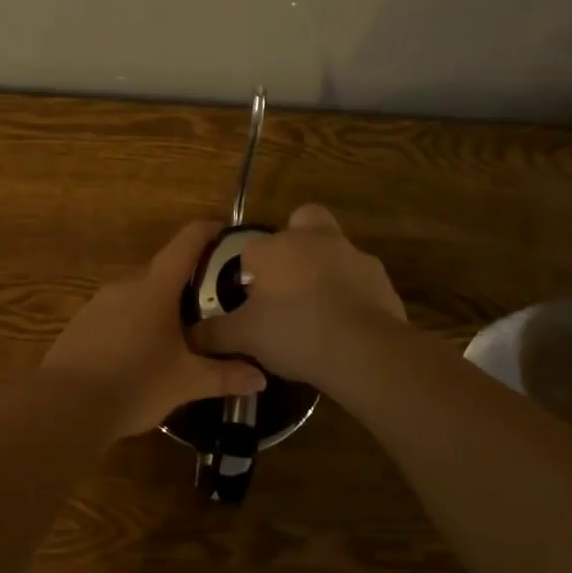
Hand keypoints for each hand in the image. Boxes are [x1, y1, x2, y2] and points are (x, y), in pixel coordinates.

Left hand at [42, 221, 266, 438]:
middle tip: (212, 303)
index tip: (225, 231)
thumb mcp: (186, 382)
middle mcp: (125, 286)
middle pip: (162, 273)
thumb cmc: (134, 384)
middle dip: (187, 283)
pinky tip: (141, 355)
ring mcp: (98, 304)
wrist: (64, 407)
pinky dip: (134, 325)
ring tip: (180, 334)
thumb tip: (261, 378)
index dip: (207, 232)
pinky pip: (116, 315)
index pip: (185, 244)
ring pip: (137, 296)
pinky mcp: (80, 325)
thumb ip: (224, 376)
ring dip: (159, 307)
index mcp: (155, 289)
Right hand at [189, 204, 405, 386]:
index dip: (247, 271)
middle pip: (302, 222)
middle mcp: (314, 240)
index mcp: (275, 247)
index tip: (248, 298)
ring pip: (333, 250)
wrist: (364, 350)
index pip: (251, 248)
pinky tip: (343, 325)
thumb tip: (190, 335)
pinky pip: (358, 280)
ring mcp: (353, 256)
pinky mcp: (380, 279)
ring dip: (324, 270)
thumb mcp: (244, 337)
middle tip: (286, 279)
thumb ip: (213, 333)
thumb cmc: (294, 332)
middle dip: (294, 241)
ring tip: (316, 311)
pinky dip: (350, 295)